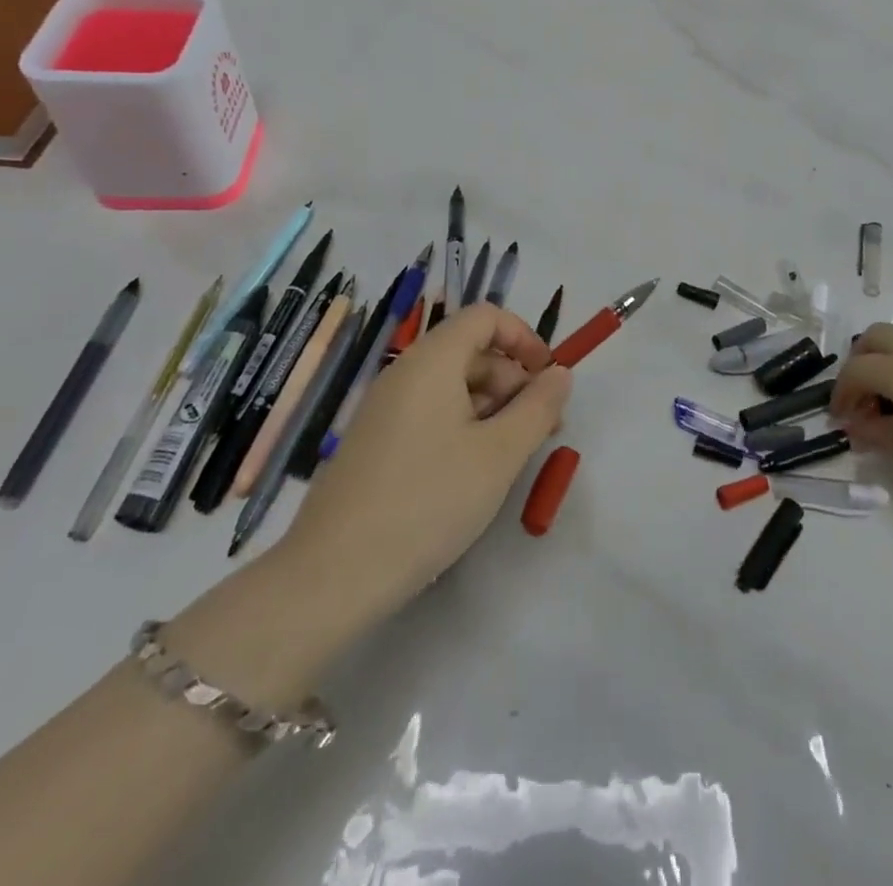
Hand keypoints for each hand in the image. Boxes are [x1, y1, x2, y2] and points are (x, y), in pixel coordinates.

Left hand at [279, 304, 571, 623]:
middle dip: (513, 381)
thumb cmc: (428, 502)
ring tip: (511, 457)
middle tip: (540, 431)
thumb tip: (560, 374)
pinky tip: (472, 473)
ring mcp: (384, 409)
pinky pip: (429, 413)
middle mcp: (404, 373)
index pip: (485, 316)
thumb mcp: (499, 455)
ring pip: (451, 386)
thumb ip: (537, 407)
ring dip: (491, 408)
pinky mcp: (375, 442)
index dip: (524, 338)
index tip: (548, 379)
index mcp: (431, 362)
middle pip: (470, 351)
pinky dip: (462, 427)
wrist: (332, 576)